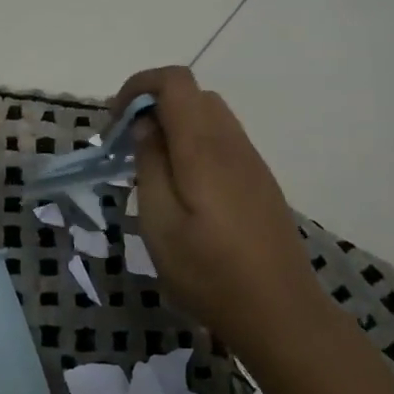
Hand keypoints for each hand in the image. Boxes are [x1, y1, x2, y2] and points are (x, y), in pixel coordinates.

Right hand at [112, 67, 324, 353]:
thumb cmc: (208, 272)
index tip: (115, 122)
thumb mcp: (159, 224)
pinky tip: (184, 188)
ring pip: (210, 117)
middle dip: (153, 106)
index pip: (175, 81)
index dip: (139, 86)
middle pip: (193, 95)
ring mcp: (252, 162)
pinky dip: (195, 144)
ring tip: (151, 168)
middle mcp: (232, 143)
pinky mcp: (260, 182)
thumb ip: (149, 166)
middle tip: (127, 147)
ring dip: (175, 126)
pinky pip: (223, 141)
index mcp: (204, 148)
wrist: (278, 311)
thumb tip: (144, 126)